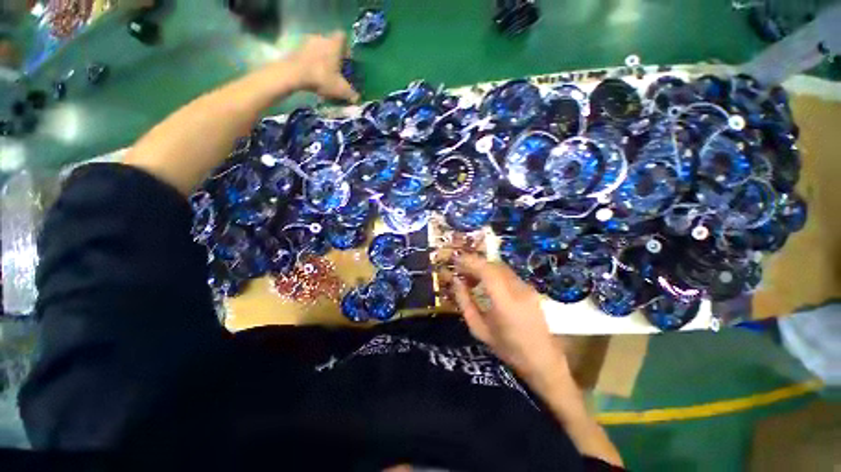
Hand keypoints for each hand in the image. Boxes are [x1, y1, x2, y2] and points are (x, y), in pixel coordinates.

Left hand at [285, 31, 358, 102]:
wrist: (293, 74)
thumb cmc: (322, 78)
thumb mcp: (341, 89)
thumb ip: (351, 94)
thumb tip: (357, 98)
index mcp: (334, 43)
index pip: (343, 37)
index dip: (346, 47)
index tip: (347, 60)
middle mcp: (321, 38)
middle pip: (331, 43)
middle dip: (334, 55)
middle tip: (337, 70)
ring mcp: (307, 42)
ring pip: (319, 48)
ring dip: (322, 59)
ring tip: (324, 74)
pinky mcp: (296, 48)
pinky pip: (308, 54)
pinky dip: (312, 62)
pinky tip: (313, 75)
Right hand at [452, 254, 567, 382]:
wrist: (543, 358)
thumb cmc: (507, 348)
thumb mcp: (479, 329)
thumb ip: (465, 303)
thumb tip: (455, 281)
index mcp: (506, 303)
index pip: (487, 272)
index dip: (470, 262)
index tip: (455, 261)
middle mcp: (519, 290)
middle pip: (493, 265)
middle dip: (474, 262)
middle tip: (459, 269)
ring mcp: (527, 287)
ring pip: (500, 267)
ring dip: (483, 267)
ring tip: (469, 276)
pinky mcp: (530, 288)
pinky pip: (507, 273)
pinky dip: (492, 272)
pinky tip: (484, 282)